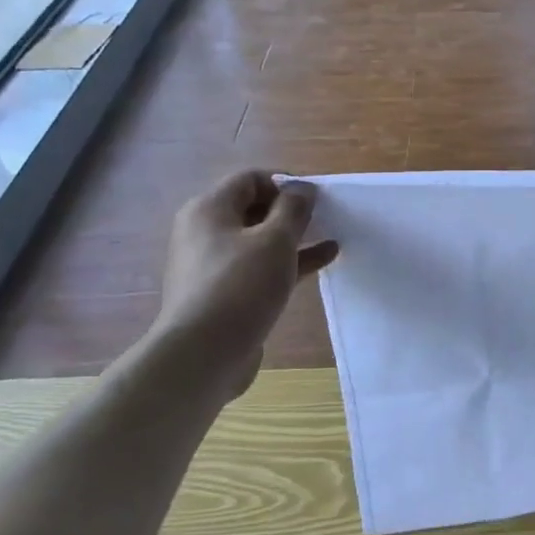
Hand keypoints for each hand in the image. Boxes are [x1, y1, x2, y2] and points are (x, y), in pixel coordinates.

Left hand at [145, 171, 338, 401]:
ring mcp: (213, 265)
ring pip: (259, 240)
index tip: (316, 196)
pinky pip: (259, 267)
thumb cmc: (240, 286)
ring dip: (294, 237)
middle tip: (325, 216)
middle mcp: (205, 232)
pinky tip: (322, 261)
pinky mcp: (224, 293)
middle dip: (291, 210)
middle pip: (253, 208)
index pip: (250, 179)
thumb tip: (302, 188)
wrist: (203, 354)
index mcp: (209, 209)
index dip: (285, 182)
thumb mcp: (275, 240)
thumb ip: (293, 209)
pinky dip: (288, 261)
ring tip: (331, 235)